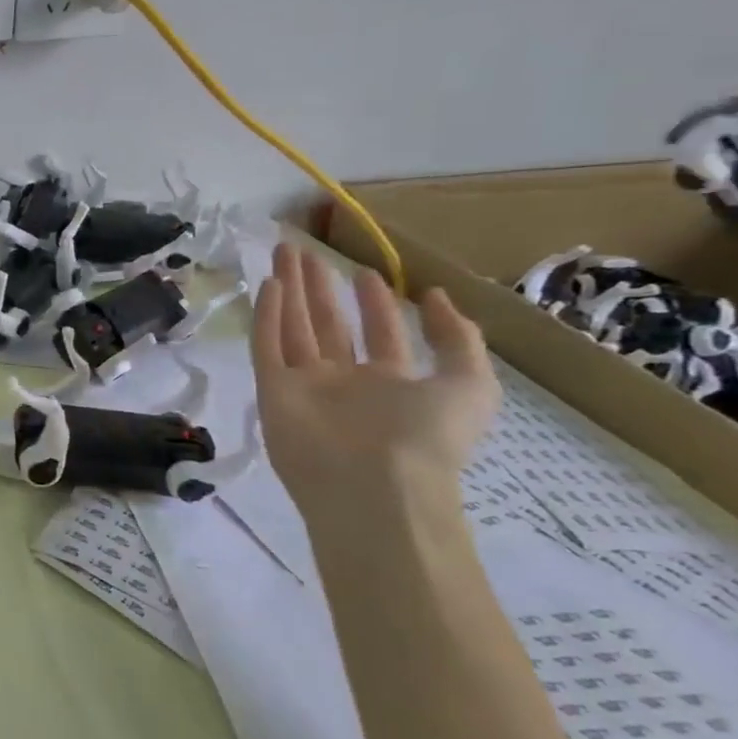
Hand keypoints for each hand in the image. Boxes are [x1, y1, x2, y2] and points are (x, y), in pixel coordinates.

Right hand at [251, 243, 498, 515]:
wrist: (374, 487)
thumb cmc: (427, 437)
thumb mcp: (471, 385)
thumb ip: (459, 339)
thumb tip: (436, 297)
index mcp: (390, 384)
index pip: (378, 334)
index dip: (373, 302)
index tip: (364, 272)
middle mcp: (344, 382)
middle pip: (327, 325)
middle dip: (317, 288)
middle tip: (303, 251)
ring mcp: (305, 386)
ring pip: (293, 329)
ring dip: (287, 291)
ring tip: (282, 253)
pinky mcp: (273, 391)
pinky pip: (268, 347)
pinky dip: (266, 316)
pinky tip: (267, 284)